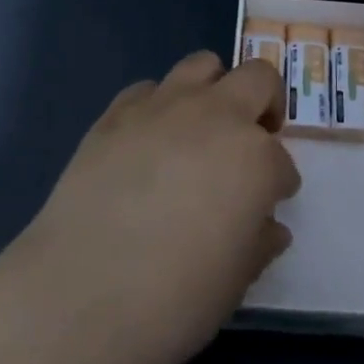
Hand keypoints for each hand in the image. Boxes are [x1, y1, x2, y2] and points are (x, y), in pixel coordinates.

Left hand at [7, 51, 299, 363]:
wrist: (81, 295)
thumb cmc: (174, 300)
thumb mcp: (235, 282)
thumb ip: (258, 242)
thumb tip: (267, 226)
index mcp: (256, 158)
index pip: (282, 160)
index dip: (278, 183)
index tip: (268, 203)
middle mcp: (217, 116)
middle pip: (258, 78)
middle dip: (265, 104)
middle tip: (253, 138)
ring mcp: (165, 106)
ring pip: (203, 64)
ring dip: (213, 89)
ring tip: (202, 126)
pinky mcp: (118, 111)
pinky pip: (148, 89)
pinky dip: (158, 106)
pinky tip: (148, 141)